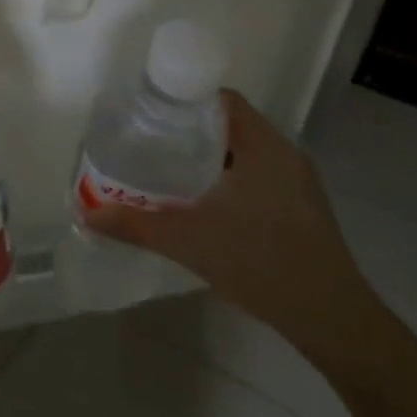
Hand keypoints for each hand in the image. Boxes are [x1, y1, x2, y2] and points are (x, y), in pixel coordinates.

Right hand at [84, 89, 371, 354]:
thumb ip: (135, 225)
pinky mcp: (301, 208)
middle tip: (148, 144)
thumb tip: (86, 214)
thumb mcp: (188, 241)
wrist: (330, 317)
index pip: (222, 100)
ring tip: (166, 172)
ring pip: (244, 154)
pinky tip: (202, 205)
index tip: (149, 114)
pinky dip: (227, 179)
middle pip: (230, 125)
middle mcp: (284, 155)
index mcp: (263, 146)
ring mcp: (297, 183)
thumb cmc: (261, 262)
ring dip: (208, 159)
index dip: (185, 99)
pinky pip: (257, 176)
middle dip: (188, 131)